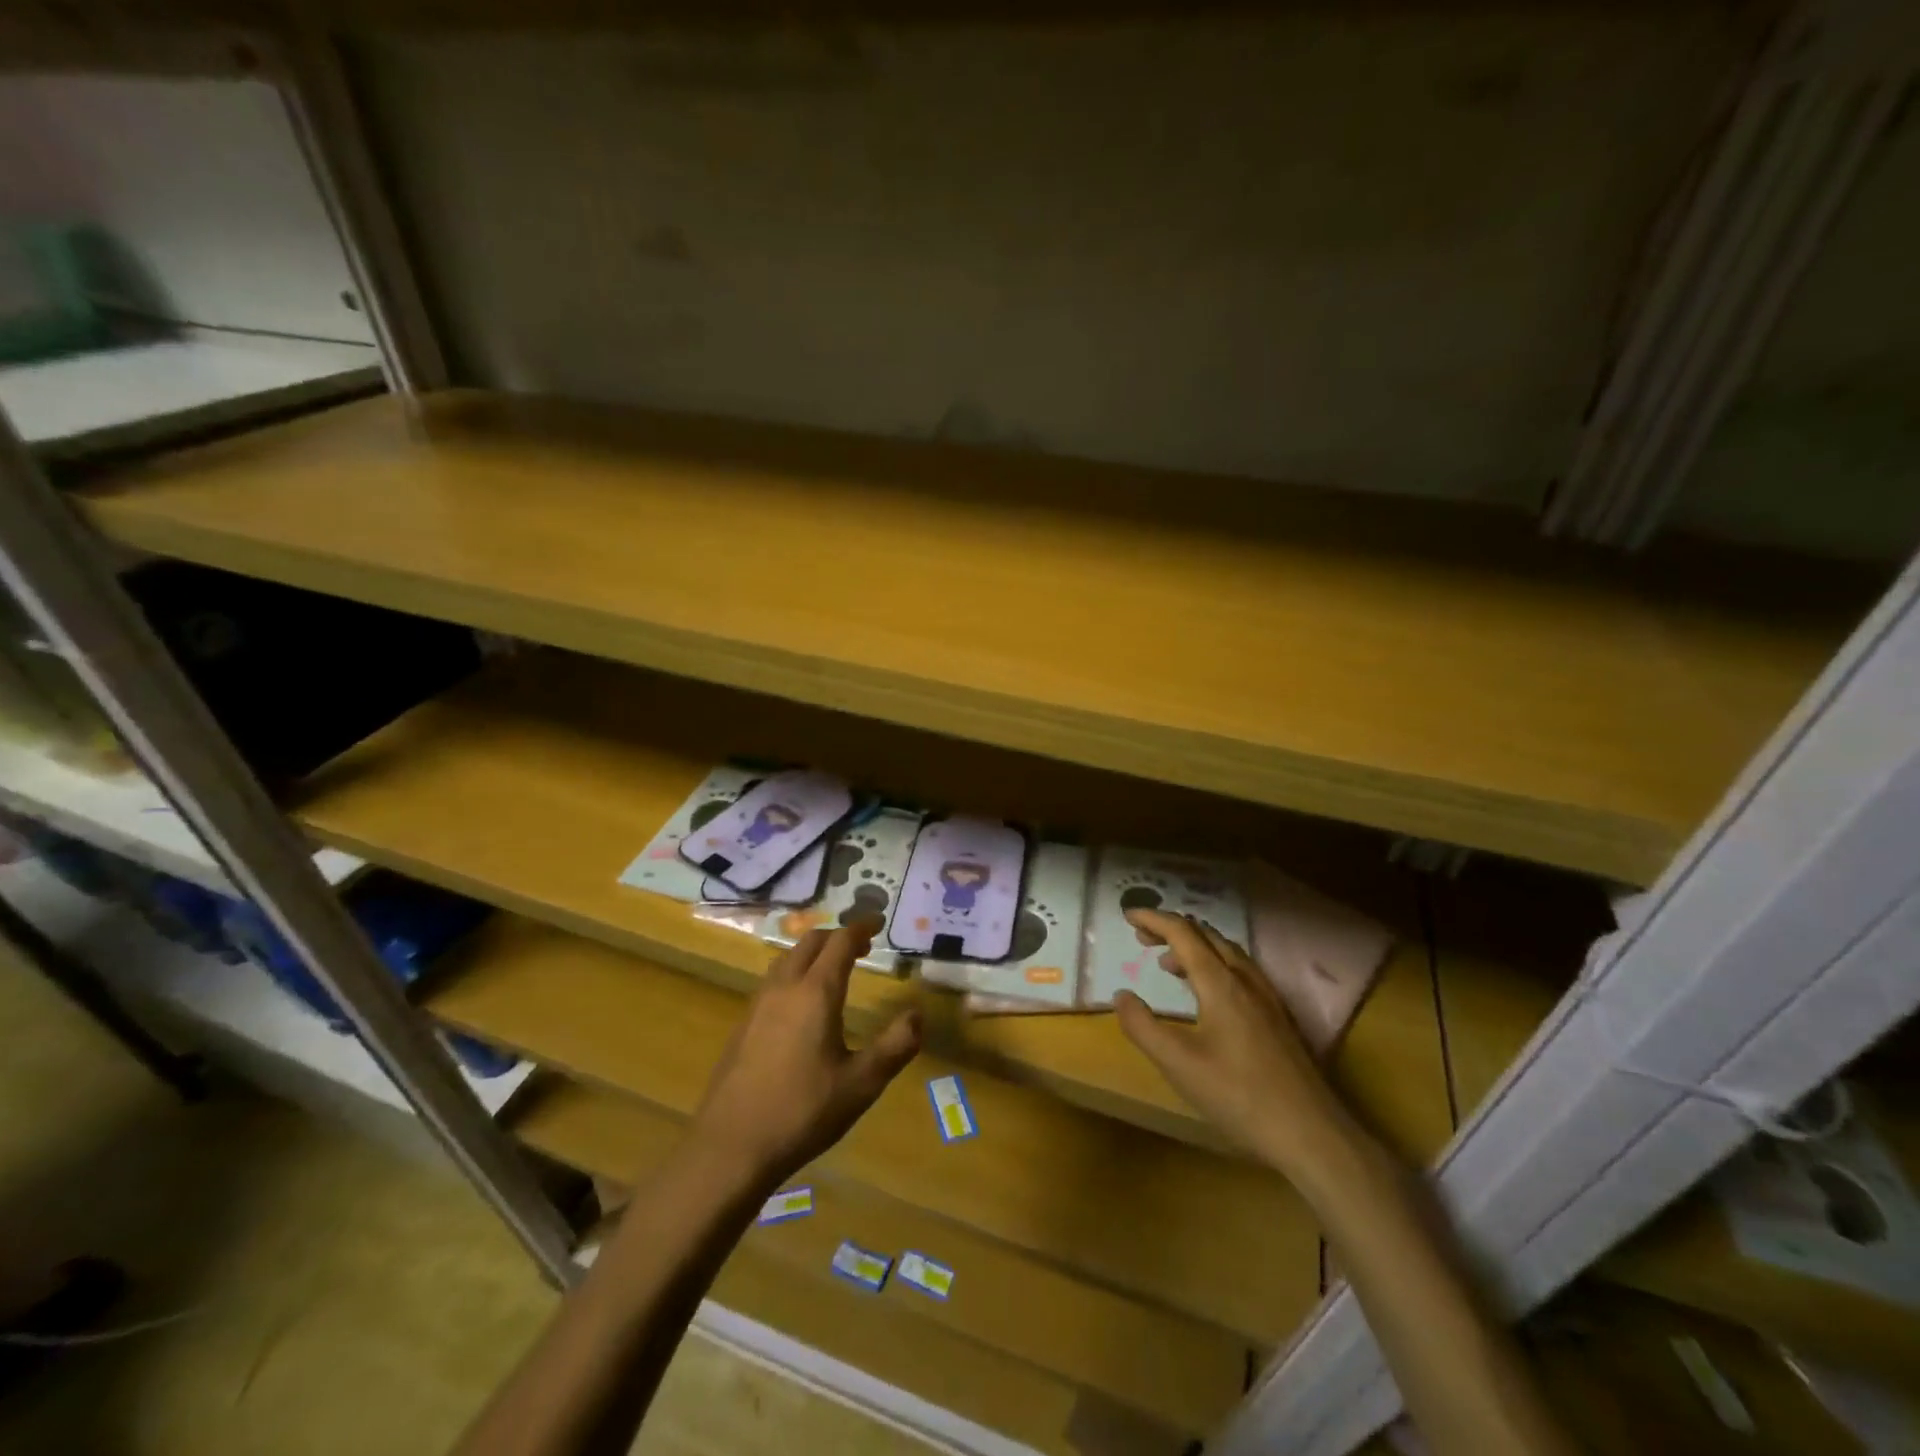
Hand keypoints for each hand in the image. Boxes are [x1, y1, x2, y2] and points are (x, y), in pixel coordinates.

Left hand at [689, 920, 920, 1191]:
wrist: (730, 1146)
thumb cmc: (802, 1112)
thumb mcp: (861, 1084)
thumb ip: (894, 1046)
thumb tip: (918, 1015)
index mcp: (816, 993)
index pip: (840, 942)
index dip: (861, 928)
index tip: (878, 922)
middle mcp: (785, 987)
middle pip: (810, 942)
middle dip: (837, 936)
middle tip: (860, 947)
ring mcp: (758, 1004)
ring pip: (787, 958)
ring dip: (812, 953)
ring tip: (832, 969)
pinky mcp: (742, 1025)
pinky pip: (773, 981)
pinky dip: (794, 973)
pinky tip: (801, 1004)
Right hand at [1116, 910, 1353, 1179]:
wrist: (1312, 1133)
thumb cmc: (1238, 1095)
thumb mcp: (1178, 1063)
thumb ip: (1143, 1026)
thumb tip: (1121, 995)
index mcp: (1219, 982)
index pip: (1182, 932)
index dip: (1153, 918)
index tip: (1127, 915)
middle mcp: (1245, 979)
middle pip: (1206, 935)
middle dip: (1171, 928)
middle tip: (1142, 937)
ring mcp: (1267, 996)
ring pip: (1227, 951)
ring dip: (1194, 946)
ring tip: (1169, 963)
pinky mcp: (1278, 1016)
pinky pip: (1240, 970)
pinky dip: (1214, 964)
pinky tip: (1209, 994)